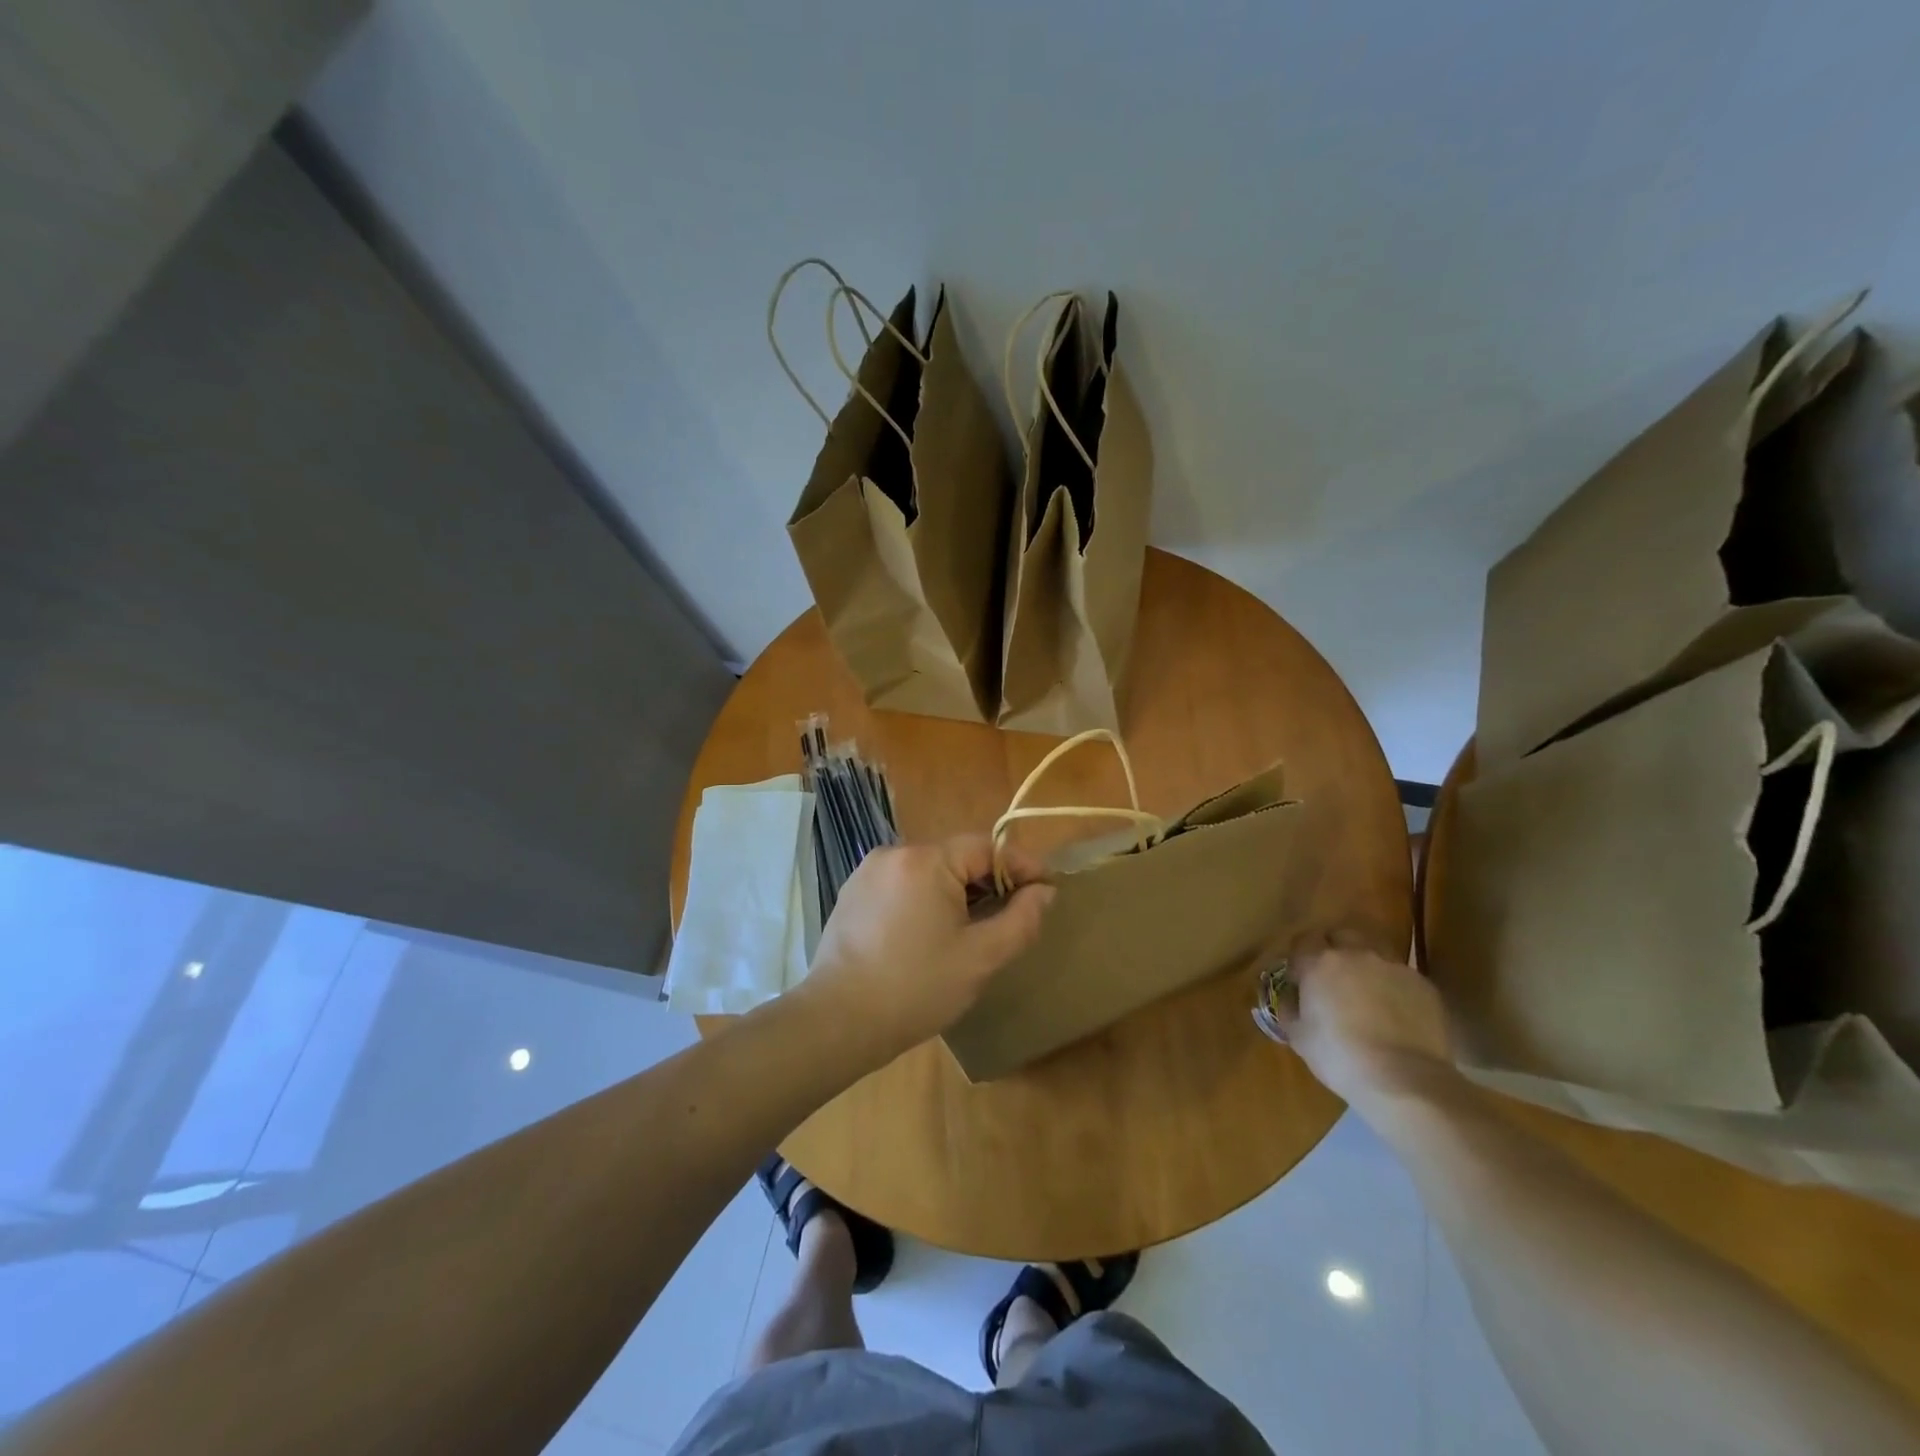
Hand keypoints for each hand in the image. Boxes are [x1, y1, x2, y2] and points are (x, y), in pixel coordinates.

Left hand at [798, 833, 1055, 1063]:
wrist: (838, 1021)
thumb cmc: (916, 988)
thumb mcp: (981, 957)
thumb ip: (1021, 919)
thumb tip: (1043, 892)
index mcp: (926, 860)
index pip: (987, 847)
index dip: (1020, 865)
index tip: (1046, 889)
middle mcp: (894, 852)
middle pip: (956, 857)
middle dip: (989, 882)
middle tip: (1012, 916)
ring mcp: (869, 872)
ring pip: (929, 871)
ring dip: (957, 892)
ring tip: (973, 929)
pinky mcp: (853, 893)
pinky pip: (903, 885)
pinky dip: (926, 899)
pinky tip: (930, 935)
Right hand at [1270, 928, 1455, 1107]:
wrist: (1404, 1079)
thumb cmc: (1339, 1056)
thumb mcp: (1298, 1037)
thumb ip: (1290, 1009)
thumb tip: (1291, 999)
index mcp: (1318, 963)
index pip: (1303, 941)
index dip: (1300, 958)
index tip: (1300, 979)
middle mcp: (1355, 954)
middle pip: (1341, 935)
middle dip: (1334, 949)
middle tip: (1334, 977)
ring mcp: (1392, 966)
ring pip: (1375, 951)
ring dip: (1366, 964)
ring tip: (1367, 991)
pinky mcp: (1423, 984)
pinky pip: (1401, 976)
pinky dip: (1394, 987)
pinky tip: (1396, 1013)